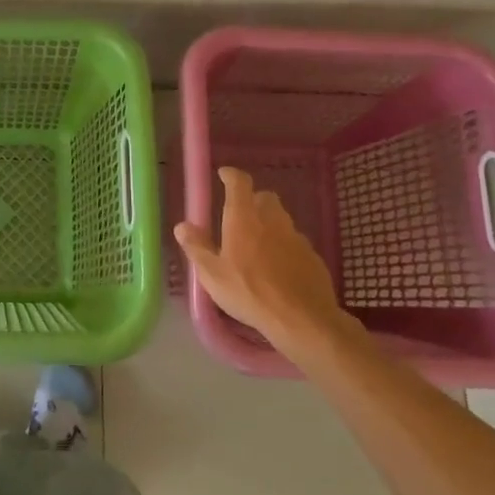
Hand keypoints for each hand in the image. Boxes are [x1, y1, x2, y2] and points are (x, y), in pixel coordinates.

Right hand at [174, 167, 351, 354]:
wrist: (302, 319)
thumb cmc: (249, 293)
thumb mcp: (212, 275)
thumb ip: (196, 247)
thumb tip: (182, 225)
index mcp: (243, 218)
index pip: (239, 183)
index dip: (231, 176)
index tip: (223, 175)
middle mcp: (272, 220)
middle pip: (264, 197)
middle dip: (252, 201)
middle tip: (239, 218)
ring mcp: (296, 237)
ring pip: (281, 220)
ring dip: (269, 224)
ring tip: (257, 247)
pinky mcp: (313, 256)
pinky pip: (294, 242)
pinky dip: (284, 247)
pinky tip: (278, 269)